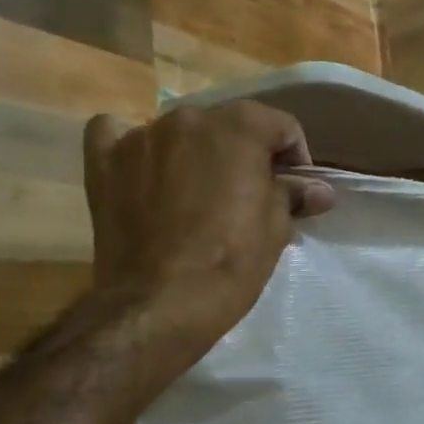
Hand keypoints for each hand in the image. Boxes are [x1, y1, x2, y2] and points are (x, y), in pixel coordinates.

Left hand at [83, 103, 334, 345]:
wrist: (159, 305)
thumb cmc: (230, 262)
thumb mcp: (276, 228)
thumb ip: (293, 194)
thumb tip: (319, 189)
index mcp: (240, 126)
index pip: (281, 126)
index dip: (294, 159)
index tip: (294, 191)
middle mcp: (189, 117)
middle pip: (229, 126)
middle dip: (244, 155)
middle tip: (249, 197)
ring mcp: (142, 136)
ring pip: (180, 132)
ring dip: (195, 153)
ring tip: (197, 195)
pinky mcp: (104, 162)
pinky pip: (117, 133)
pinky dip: (135, 148)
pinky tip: (144, 171)